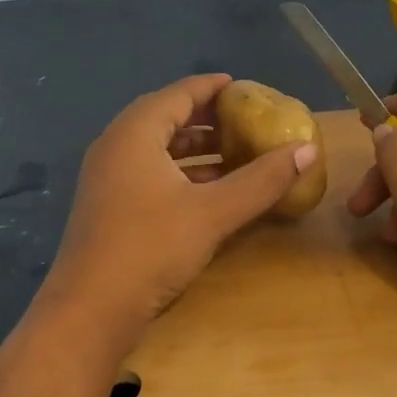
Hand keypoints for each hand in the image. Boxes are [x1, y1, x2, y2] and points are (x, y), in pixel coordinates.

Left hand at [42, 74, 318, 337]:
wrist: (90, 309)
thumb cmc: (151, 248)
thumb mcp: (213, 212)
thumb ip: (261, 180)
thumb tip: (306, 148)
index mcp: (135, 133)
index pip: (178, 94)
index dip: (212, 88)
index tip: (243, 87)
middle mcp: (115, 146)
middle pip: (165, 118)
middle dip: (207, 118)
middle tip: (244, 120)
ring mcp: (107, 178)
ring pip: (156, 149)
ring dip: (195, 149)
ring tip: (235, 154)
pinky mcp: (108, 206)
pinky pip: (148, 172)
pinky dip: (180, 173)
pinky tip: (209, 191)